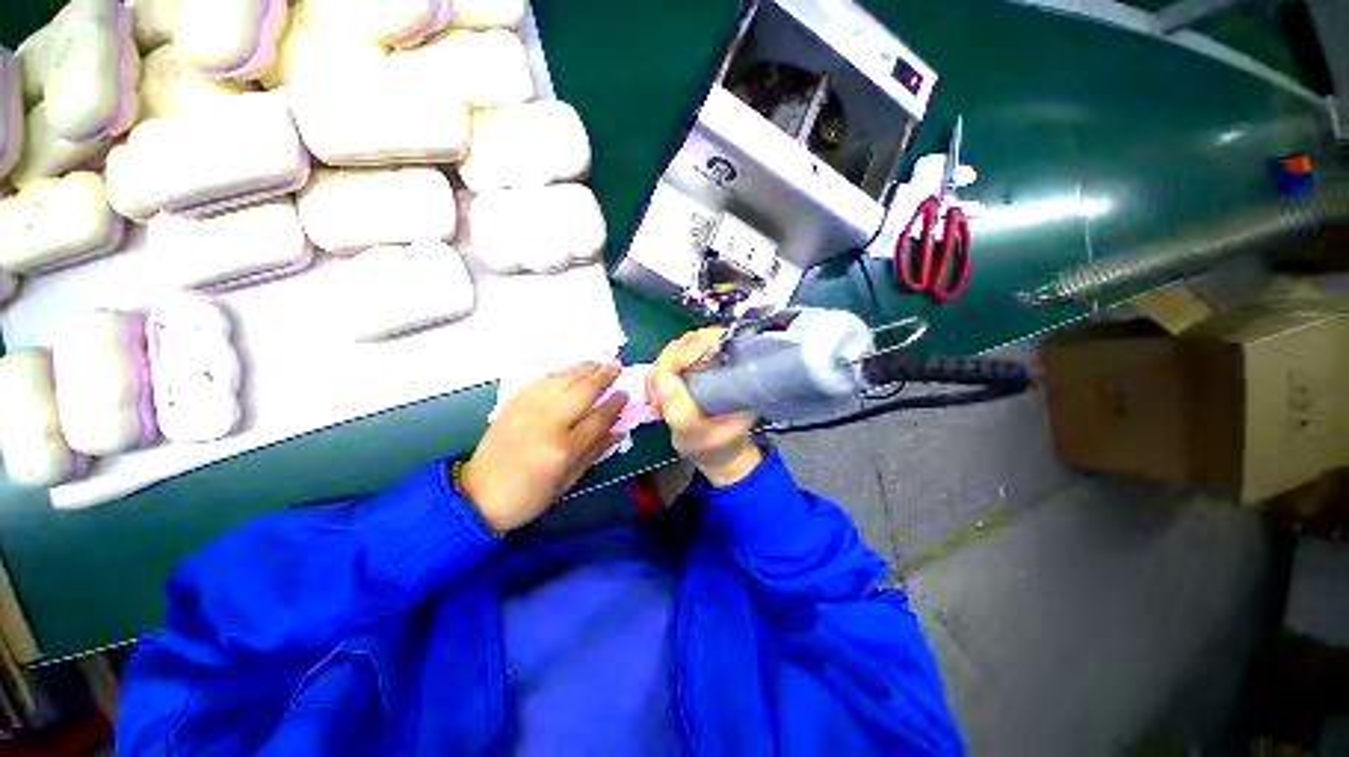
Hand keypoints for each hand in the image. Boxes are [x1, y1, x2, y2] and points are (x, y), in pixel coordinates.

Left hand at [463, 362, 624, 532]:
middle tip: (618, 365)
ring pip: (563, 379)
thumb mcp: (568, 482)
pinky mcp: (512, 402)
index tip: (626, 393)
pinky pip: (542, 380)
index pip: (598, 417)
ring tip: (599, 362)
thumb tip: (618, 430)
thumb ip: (594, 452)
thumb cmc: (528, 496)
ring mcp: (527, 409)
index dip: (615, 403)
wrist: (477, 495)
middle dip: (604, 376)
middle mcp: (547, 423)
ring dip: (584, 368)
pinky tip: (571, 371)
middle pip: (583, 391)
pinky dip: (560, 373)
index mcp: (563, 449)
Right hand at [647, 329, 762, 486]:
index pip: (713, 339)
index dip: (689, 349)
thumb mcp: (697, 435)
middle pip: (687, 343)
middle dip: (667, 366)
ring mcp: (703, 363)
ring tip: (657, 402)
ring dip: (659, 375)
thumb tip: (663, 378)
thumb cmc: (715, 446)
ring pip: (673, 352)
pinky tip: (656, 400)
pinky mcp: (689, 370)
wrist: (717, 454)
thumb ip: (680, 411)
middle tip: (657, 395)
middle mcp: (721, 359)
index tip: (671, 372)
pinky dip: (657, 379)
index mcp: (736, 369)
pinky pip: (666, 364)